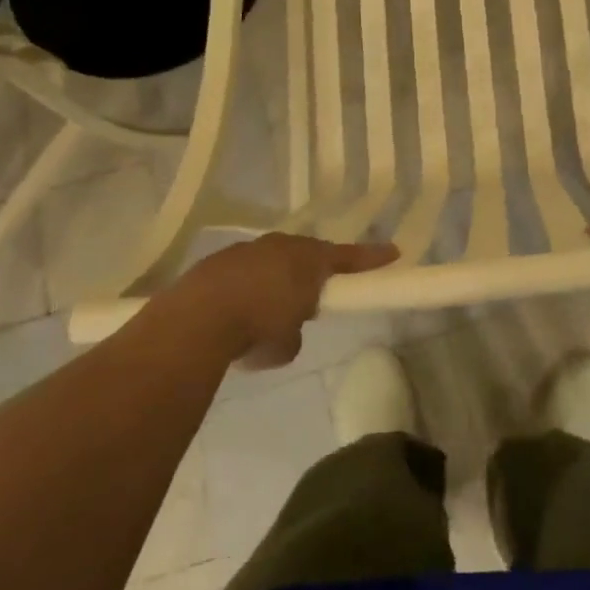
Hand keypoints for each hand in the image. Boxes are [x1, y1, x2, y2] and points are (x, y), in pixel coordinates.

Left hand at [173, 233, 397, 367]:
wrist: (197, 319)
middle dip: (311, 273)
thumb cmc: (257, 328)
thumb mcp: (287, 343)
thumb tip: (284, 329)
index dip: (371, 258)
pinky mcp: (215, 262)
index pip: (348, 257)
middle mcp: (280, 246)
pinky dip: (243, 290)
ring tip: (263, 314)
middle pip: (305, 255)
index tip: (393, 252)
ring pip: (270, 262)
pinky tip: (232, 315)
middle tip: (311, 297)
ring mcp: (245, 250)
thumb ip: (294, 331)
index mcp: (308, 261)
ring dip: (273, 282)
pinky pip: (241, 273)